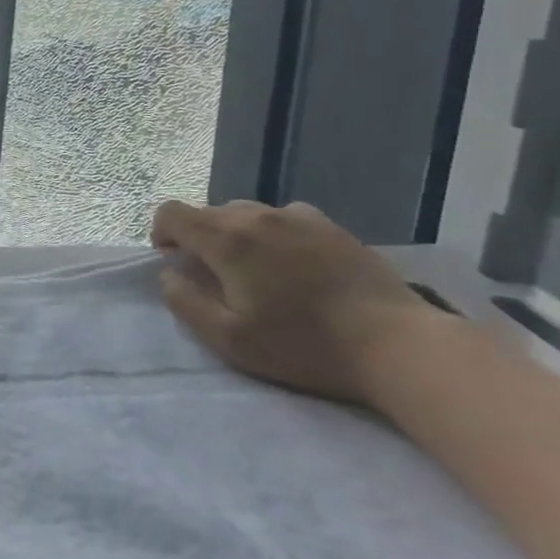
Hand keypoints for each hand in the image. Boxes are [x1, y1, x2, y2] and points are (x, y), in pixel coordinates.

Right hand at [150, 199, 446, 404]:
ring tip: (257, 272)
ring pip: (246, 213)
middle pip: (207, 212)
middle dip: (200, 239)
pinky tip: (294, 265)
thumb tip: (169, 275)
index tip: (173, 261)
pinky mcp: (330, 226)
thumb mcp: (230, 339)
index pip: (171, 212)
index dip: (161, 232)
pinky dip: (273, 234)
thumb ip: (186, 302)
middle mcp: (255, 216)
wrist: (397, 345)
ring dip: (237, 236)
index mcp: (226, 239)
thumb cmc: (305, 345)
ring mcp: (296, 216)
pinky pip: (283, 218)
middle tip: (217, 278)